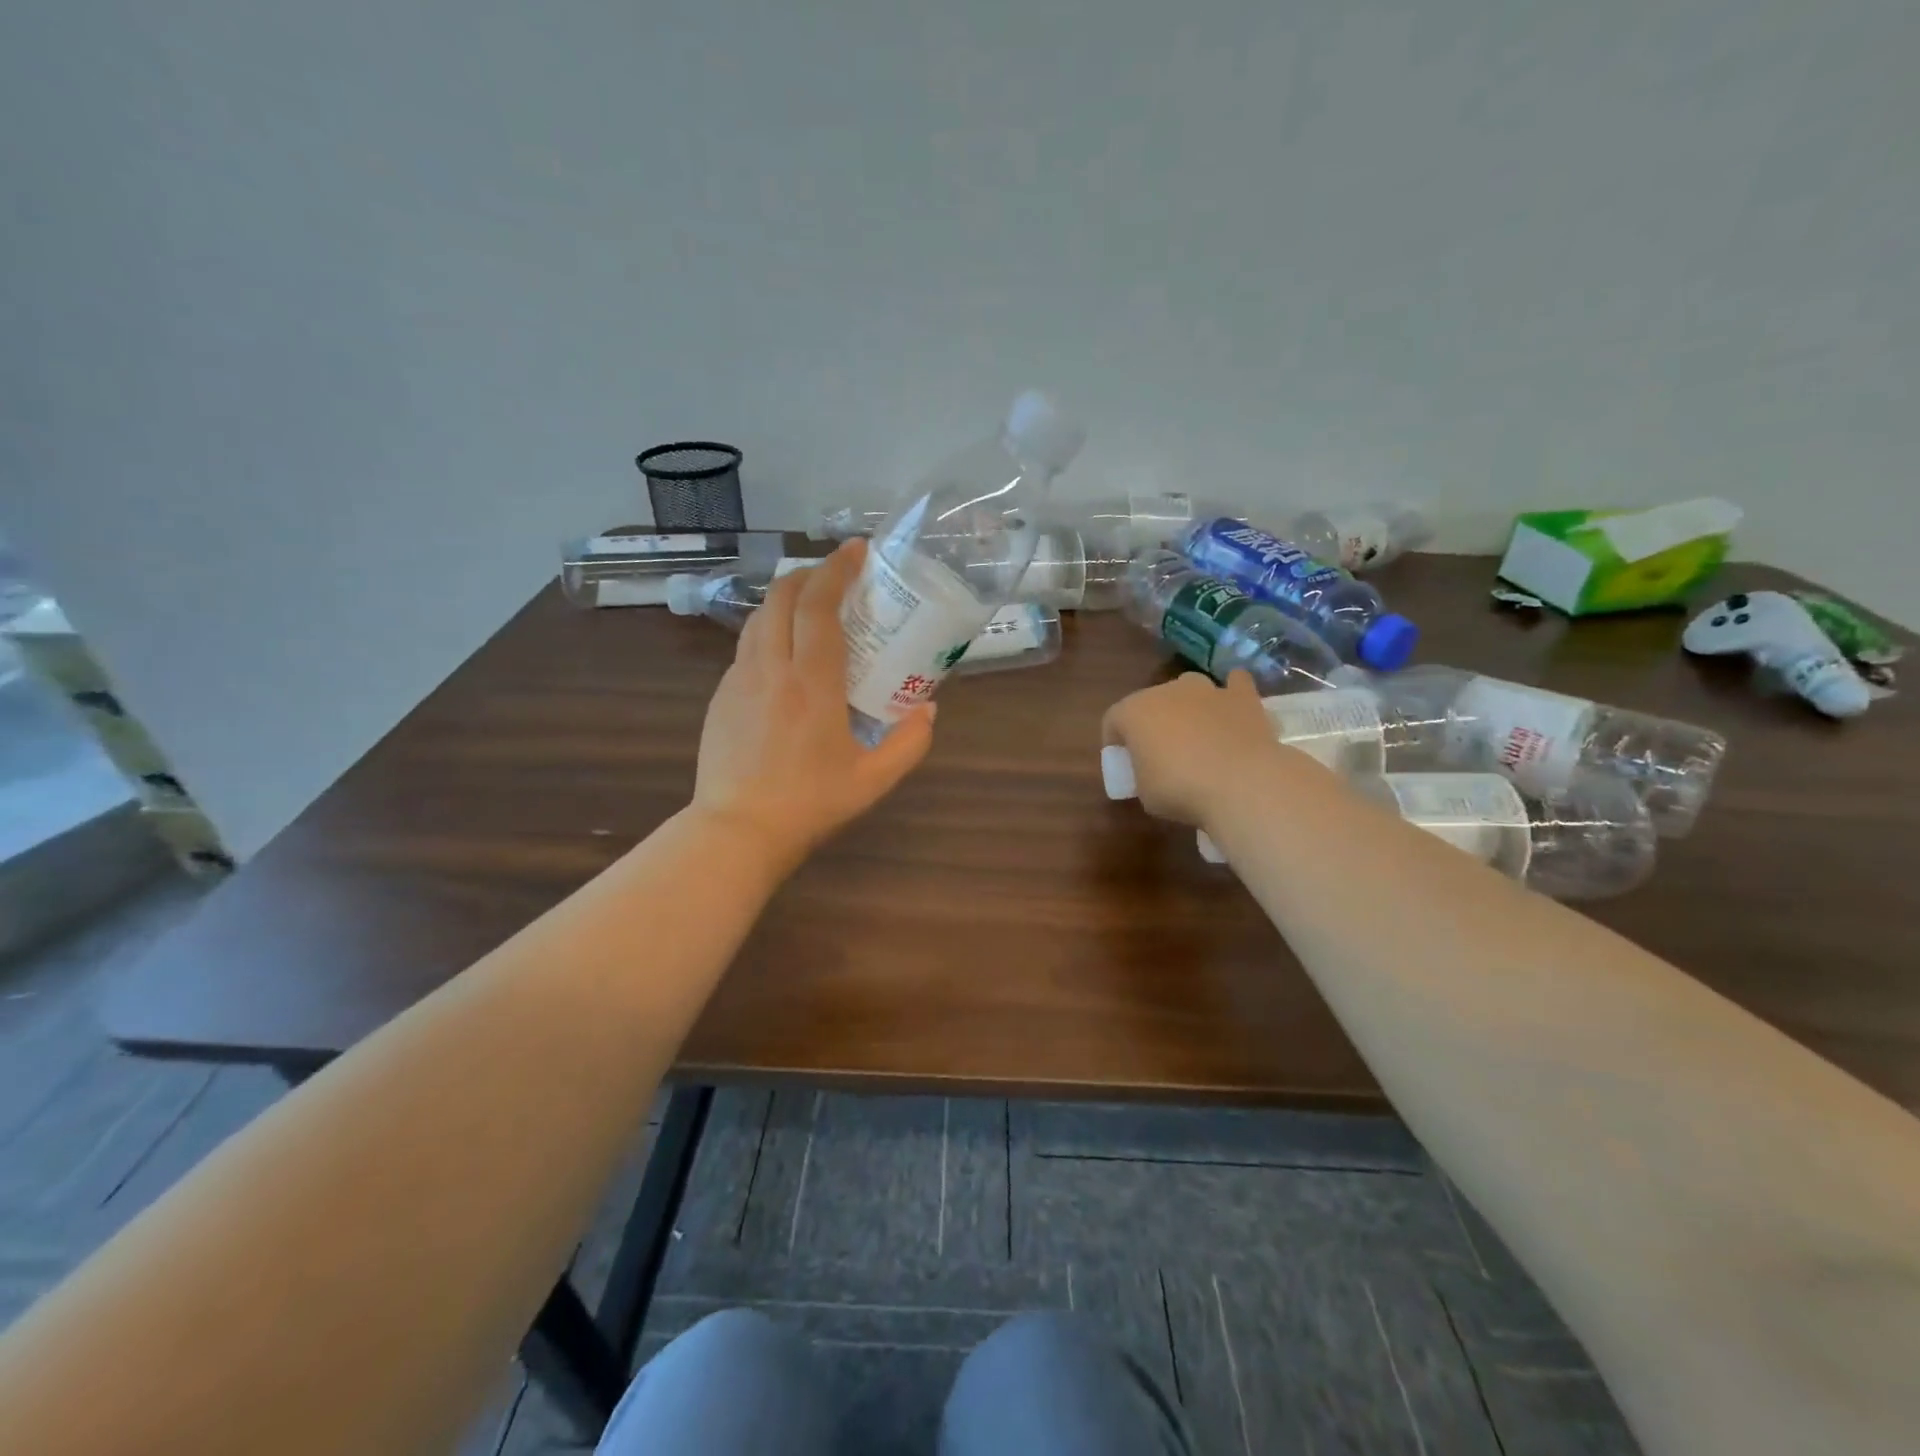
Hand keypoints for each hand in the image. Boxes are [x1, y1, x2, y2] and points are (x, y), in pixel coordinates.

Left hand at [693, 538, 934, 870]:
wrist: (737, 830)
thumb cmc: (810, 804)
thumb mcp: (874, 780)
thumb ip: (910, 742)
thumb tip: (927, 708)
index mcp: (811, 682)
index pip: (819, 605)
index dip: (838, 568)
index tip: (858, 551)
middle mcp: (771, 667)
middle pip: (782, 596)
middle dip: (810, 573)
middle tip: (839, 576)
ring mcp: (739, 679)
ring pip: (760, 617)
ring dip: (787, 599)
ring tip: (814, 608)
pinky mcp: (721, 696)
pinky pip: (747, 646)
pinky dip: (770, 631)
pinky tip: (786, 656)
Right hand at [1101, 670, 1300, 827]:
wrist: (1241, 784)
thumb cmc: (1181, 790)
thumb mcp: (1145, 793)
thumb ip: (1143, 773)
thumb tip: (1154, 771)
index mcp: (1134, 712)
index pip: (1113, 720)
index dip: (1114, 741)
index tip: (1123, 763)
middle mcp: (1167, 691)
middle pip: (1152, 702)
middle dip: (1154, 723)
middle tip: (1161, 753)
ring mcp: (1207, 690)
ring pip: (1190, 689)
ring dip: (1189, 707)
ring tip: (1197, 735)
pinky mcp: (1243, 696)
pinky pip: (1235, 685)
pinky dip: (1232, 694)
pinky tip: (1233, 708)